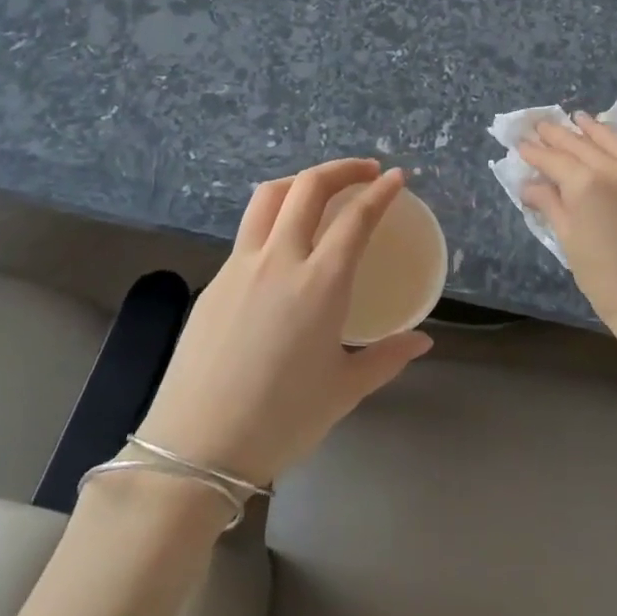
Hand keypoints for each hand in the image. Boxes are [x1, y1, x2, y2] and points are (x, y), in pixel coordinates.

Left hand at [134, 159, 432, 486]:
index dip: (380, 192)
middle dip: (342, 169)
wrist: (195, 447)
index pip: (356, 218)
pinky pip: (249, 230)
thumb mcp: (343, 391)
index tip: (397, 178)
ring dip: (300, 181)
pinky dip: (274, 215)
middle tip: (366, 171)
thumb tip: (421, 342)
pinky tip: (284, 242)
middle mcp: (280, 259)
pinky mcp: (215, 280)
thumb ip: (386, 357)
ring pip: (269, 197)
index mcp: (320, 283)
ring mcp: (241, 265)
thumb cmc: (280, 420)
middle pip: (309, 187)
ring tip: (321, 190)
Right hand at [519, 114, 616, 328]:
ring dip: (587, 128)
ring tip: (573, 118)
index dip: (534, 152)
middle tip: (537, 126)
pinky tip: (604, 137)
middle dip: (555, 134)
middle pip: (578, 143)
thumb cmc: (602, 275)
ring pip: (607, 139)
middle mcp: (610, 168)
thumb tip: (530, 185)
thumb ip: (549, 204)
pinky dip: (611, 139)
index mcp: (584, 182)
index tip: (519, 144)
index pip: (553, 158)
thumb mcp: (567, 238)